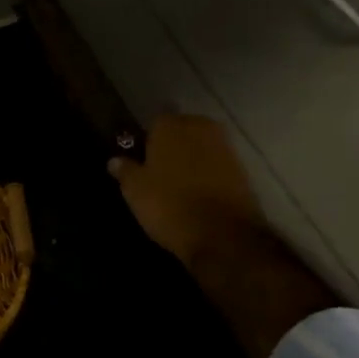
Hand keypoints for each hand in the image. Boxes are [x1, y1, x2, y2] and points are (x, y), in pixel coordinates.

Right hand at [109, 114, 263, 270]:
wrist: (223, 235)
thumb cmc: (169, 205)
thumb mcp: (135, 190)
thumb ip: (125, 170)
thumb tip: (114, 160)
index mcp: (170, 125)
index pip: (154, 122)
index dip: (146, 139)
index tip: (140, 157)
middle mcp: (199, 128)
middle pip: (181, 130)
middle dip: (172, 144)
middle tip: (159, 168)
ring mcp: (225, 148)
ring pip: (201, 147)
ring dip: (192, 159)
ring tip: (178, 182)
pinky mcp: (243, 170)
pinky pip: (217, 165)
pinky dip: (208, 174)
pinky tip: (198, 192)